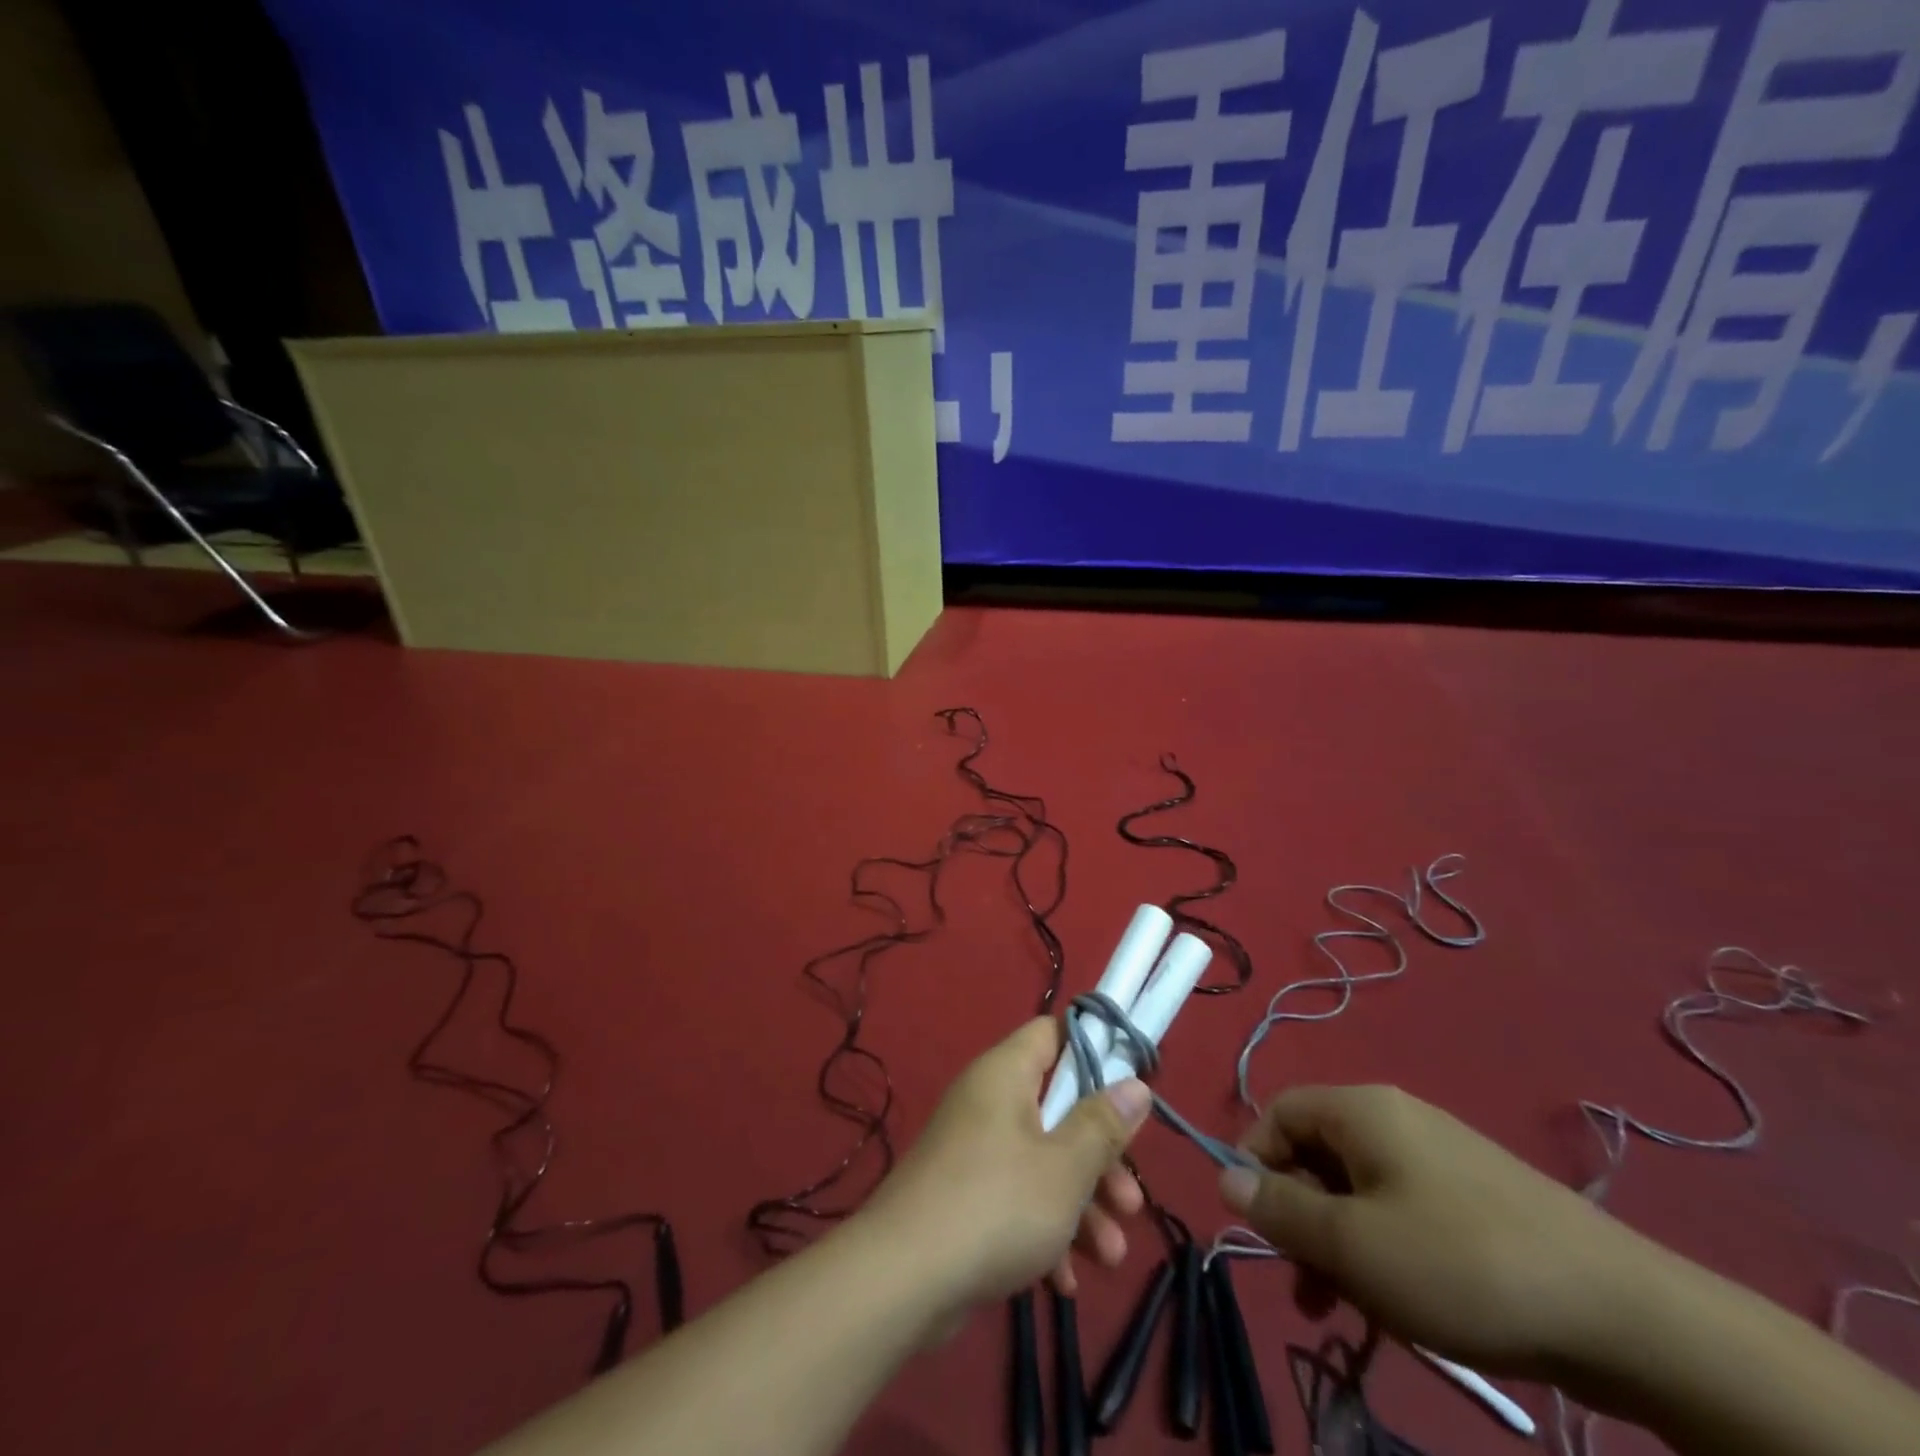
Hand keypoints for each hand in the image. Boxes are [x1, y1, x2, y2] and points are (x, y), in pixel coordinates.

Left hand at [866, 1018, 1152, 1312]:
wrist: (902, 1279)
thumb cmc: (996, 1205)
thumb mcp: (1065, 1167)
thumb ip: (1103, 1125)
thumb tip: (1135, 1083)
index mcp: (1006, 1074)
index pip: (1053, 1034)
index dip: (1094, 1050)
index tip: (1131, 1084)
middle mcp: (988, 1103)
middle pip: (1057, 1110)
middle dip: (1100, 1158)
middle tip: (1130, 1201)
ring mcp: (973, 1152)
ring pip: (1042, 1163)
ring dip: (1081, 1207)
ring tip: (1110, 1257)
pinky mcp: (963, 1200)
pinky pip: (1015, 1202)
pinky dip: (1044, 1233)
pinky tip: (1065, 1282)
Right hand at [1220, 1084, 1656, 1379]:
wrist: (1626, 1315)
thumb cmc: (1461, 1265)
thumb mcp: (1353, 1245)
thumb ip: (1281, 1209)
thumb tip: (1222, 1176)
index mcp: (1360, 1110)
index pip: (1278, 1113)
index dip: (1255, 1162)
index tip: (1258, 1227)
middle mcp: (1395, 1120)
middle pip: (1317, 1155)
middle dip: (1302, 1219)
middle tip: (1306, 1286)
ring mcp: (1440, 1158)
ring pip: (1360, 1192)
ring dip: (1341, 1247)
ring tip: (1348, 1312)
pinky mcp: (1476, 1199)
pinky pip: (1404, 1213)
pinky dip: (1386, 1253)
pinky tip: (1404, 1309)